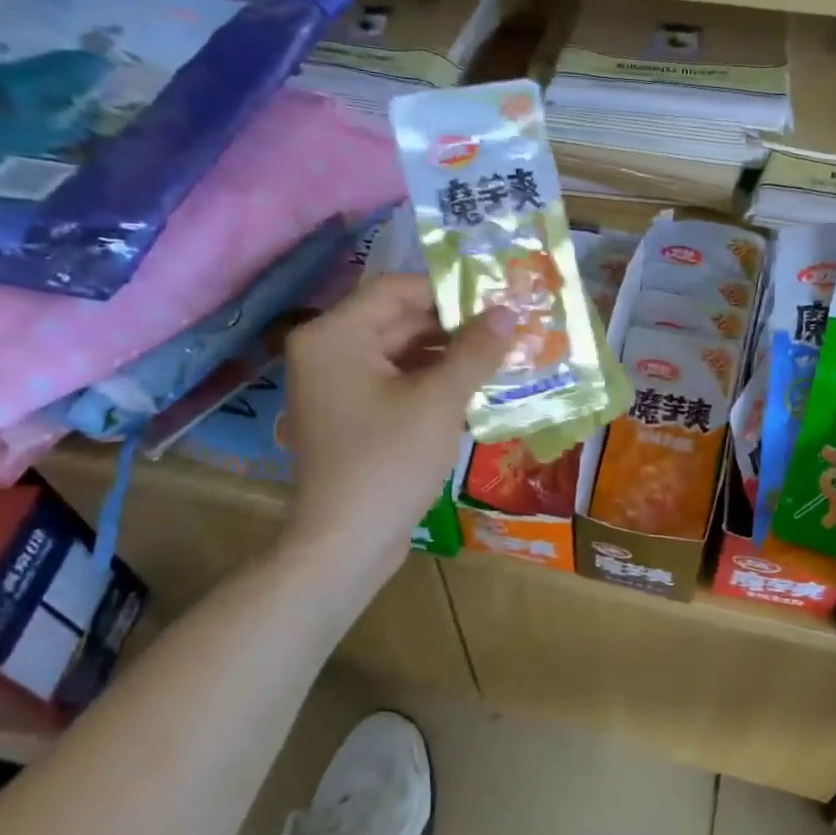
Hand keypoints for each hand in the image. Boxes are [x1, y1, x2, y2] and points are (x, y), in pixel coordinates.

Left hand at [283, 275, 512, 570]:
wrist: (346, 544)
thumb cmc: (389, 461)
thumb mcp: (439, 401)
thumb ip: (474, 351)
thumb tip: (507, 312)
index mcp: (335, 336)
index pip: (396, 290)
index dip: (448, 292)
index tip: (496, 300)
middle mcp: (328, 353)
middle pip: (398, 321)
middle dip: (453, 327)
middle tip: (506, 329)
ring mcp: (336, 388)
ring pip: (400, 355)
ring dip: (447, 357)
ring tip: (499, 359)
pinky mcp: (351, 418)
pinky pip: (394, 385)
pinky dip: (430, 384)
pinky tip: (473, 391)